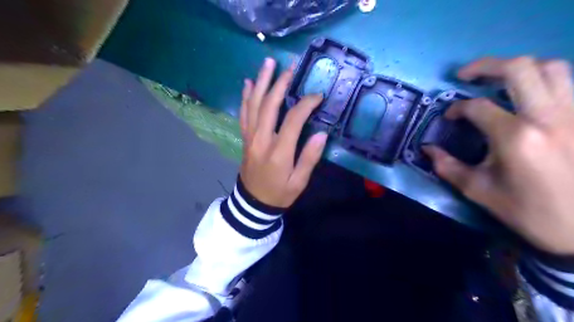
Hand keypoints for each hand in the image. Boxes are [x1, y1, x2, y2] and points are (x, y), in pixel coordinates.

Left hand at [239, 58, 326, 207]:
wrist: (253, 203)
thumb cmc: (279, 193)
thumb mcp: (299, 182)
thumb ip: (309, 158)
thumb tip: (321, 134)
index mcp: (278, 152)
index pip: (292, 120)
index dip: (306, 104)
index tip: (317, 96)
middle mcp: (261, 140)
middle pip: (269, 105)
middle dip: (280, 83)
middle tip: (290, 67)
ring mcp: (250, 138)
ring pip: (253, 105)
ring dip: (261, 82)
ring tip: (268, 63)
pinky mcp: (245, 138)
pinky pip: (243, 114)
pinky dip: (246, 97)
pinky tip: (248, 83)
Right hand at [423, 57, 573, 254]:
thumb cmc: (529, 211)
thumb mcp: (479, 191)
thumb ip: (447, 166)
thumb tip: (427, 149)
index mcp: (515, 137)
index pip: (477, 107)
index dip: (457, 108)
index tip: (449, 117)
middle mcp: (548, 116)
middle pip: (519, 69)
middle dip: (485, 66)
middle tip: (466, 75)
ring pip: (552, 67)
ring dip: (519, 68)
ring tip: (498, 78)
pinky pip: (571, 85)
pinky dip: (546, 80)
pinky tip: (530, 93)